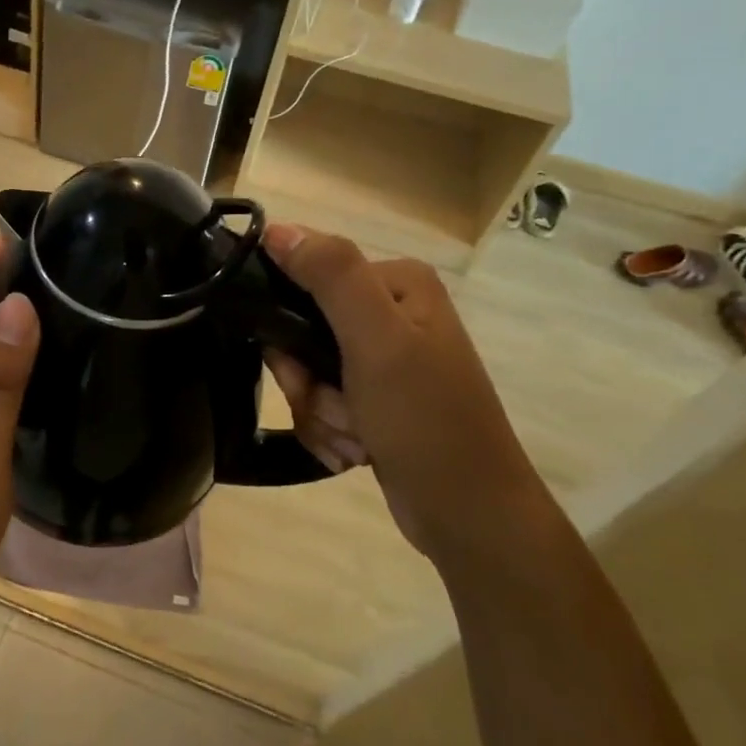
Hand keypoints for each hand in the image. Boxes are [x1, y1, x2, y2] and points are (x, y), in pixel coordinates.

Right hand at [262, 224, 543, 563]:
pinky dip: (328, 431)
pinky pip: (320, 403)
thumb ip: (331, 276)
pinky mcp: (374, 399)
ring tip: (355, 440)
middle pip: (301, 330)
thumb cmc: (427, 421)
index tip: (303, 367)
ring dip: (319, 413)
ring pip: (306, 372)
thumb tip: (275, 228)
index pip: (306, 276)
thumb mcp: (378, 342)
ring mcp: (382, 359)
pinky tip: (355, 453)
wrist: (470, 516)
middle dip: (309, 381)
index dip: (289, 324)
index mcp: (396, 282)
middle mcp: (389, 312)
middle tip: (339, 409)